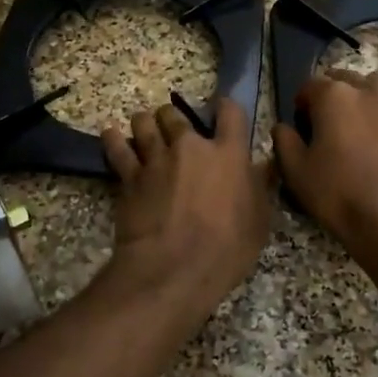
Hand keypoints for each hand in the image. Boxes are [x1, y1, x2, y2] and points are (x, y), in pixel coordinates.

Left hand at [101, 97, 272, 325]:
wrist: (173, 269)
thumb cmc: (226, 248)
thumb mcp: (258, 221)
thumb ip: (260, 187)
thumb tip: (266, 166)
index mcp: (228, 154)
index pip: (230, 112)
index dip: (225, 108)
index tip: (222, 112)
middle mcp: (190, 147)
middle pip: (176, 114)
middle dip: (174, 118)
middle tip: (174, 130)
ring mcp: (156, 159)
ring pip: (144, 123)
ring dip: (145, 124)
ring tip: (145, 129)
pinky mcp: (129, 177)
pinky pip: (117, 149)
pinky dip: (114, 140)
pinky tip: (111, 135)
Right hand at [272, 71, 377, 248]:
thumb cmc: (338, 194)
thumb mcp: (296, 171)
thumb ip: (284, 141)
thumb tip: (283, 127)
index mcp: (335, 96)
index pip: (310, 85)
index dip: (301, 104)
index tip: (300, 126)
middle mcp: (369, 91)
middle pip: (345, 80)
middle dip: (332, 96)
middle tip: (327, 126)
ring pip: (376, 90)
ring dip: (362, 100)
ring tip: (356, 130)